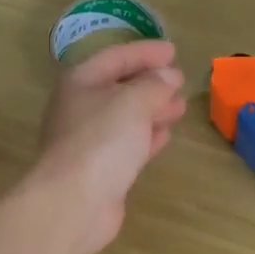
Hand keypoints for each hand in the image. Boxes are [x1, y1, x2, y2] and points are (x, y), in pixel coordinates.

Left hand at [30, 39, 187, 253]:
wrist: (74, 202)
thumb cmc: (101, 141)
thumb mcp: (133, 102)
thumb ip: (154, 85)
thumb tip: (168, 76)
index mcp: (80, 82)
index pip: (115, 57)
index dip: (145, 52)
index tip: (174, 52)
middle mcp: (80, 108)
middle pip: (119, 87)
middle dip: (151, 83)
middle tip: (180, 81)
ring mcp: (88, 141)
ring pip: (125, 118)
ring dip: (152, 110)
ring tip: (179, 107)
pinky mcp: (100, 169)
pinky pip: (126, 145)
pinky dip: (146, 137)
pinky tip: (164, 136)